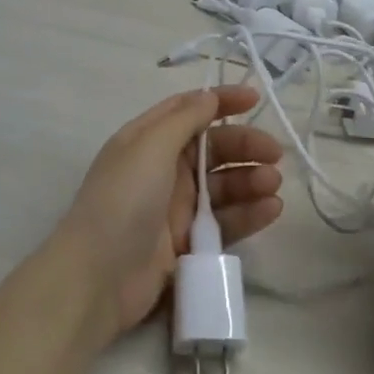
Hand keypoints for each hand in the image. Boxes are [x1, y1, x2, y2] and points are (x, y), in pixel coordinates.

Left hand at [55, 85, 284, 341]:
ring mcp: (177, 207)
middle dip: (244, 145)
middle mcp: (164, 168)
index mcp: (148, 139)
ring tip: (272, 184)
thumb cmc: (123, 200)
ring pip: (223, 185)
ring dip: (251, 180)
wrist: (98, 277)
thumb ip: (184, 119)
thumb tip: (209, 96)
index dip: (221, 101)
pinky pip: (226, 221)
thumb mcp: (149, 147)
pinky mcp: (190, 242)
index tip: (255, 99)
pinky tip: (271, 209)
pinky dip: (249, 213)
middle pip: (213, 148)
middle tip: (275, 154)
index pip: (189, 110)